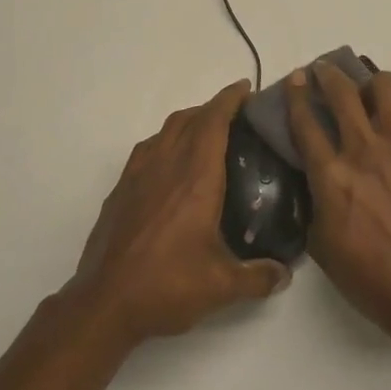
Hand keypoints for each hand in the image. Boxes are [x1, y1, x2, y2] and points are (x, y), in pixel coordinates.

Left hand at [70, 80, 291, 343]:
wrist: (106, 301)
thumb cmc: (167, 285)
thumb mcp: (222, 286)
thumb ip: (259, 276)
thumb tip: (285, 273)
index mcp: (195, 179)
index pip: (213, 122)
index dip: (229, 100)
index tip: (245, 88)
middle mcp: (166, 165)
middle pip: (189, 119)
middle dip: (212, 107)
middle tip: (235, 115)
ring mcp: (138, 175)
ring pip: (165, 130)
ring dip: (188, 121)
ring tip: (206, 134)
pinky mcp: (121, 189)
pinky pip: (147, 149)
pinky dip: (165, 141)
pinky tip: (171, 163)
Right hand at [287, 62, 390, 342]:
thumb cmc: (372, 278)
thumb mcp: (322, 245)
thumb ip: (314, 202)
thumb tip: (316, 180)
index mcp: (331, 175)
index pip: (305, 120)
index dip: (296, 94)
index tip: (295, 79)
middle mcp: (365, 150)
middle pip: (342, 91)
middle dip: (328, 74)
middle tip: (324, 72)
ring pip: (386, 88)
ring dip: (371, 84)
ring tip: (368, 94)